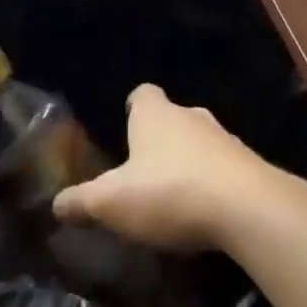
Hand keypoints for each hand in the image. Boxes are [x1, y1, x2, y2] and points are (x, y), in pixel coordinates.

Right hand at [51, 83, 281, 252]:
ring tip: (172, 196)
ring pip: (199, 143)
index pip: (142, 94)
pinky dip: (212, 184)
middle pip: (172, 118)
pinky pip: (223, 168)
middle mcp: (192, 116)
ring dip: (188, 163)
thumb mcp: (112, 202)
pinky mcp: (250, 166)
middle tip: (142, 171)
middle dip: (158, 140)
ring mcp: (225, 139)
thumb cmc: (170, 191)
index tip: (125, 127)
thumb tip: (56, 204)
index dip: (133, 108)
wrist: (248, 208)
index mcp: (156, 114)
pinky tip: (204, 212)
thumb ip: (81, 202)